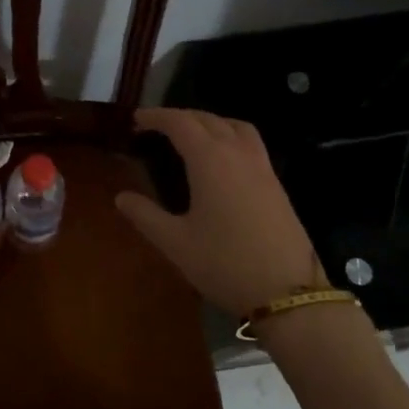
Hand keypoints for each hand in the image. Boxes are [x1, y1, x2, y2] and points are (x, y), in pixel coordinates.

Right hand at [115, 108, 319, 316]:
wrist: (287, 292)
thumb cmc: (224, 264)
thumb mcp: (175, 243)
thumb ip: (145, 215)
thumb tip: (121, 197)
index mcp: (210, 160)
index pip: (180, 123)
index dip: (156, 117)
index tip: (136, 119)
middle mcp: (238, 154)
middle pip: (208, 119)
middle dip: (180, 117)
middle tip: (156, 127)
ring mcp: (262, 168)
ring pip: (235, 127)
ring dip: (210, 122)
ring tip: (191, 135)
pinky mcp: (276, 184)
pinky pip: (250, 144)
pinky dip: (230, 137)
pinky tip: (221, 162)